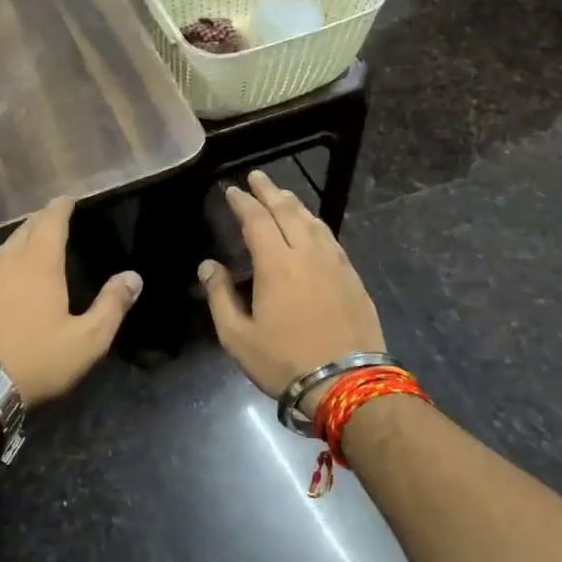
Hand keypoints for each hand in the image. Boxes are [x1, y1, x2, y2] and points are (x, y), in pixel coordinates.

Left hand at [0, 197, 141, 404]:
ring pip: (1, 249)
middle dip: (41, 224)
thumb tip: (133, 277)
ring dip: (16, 247)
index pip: (52, 218)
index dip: (61, 206)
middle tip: (52, 225)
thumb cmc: (35, 361)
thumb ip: (111, 305)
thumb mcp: (86, 341)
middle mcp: (6, 257)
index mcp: (40, 261)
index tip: (68, 200)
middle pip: (25, 229)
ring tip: (26, 255)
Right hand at [198, 170, 385, 399]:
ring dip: (294, 204)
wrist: (348, 384)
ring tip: (282, 195)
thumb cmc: (284, 361)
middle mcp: (307, 253)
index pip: (256, 219)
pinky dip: (315, 224)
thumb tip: (208, 265)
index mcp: (276, 263)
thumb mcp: (237, 336)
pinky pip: (330, 238)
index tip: (231, 189)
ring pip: (313, 221)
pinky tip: (313, 227)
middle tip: (257, 177)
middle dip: (270, 191)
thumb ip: (219, 296)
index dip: (242, 201)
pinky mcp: (353, 277)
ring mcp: (335, 264)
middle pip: (288, 211)